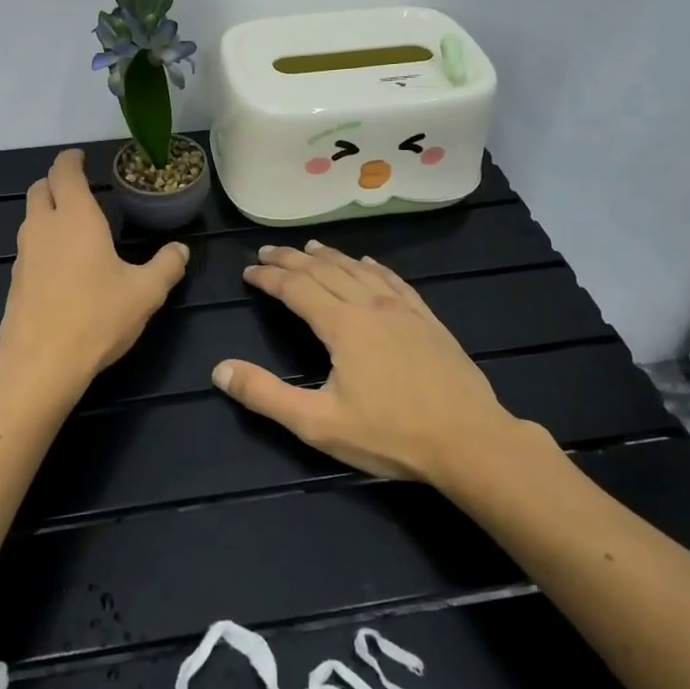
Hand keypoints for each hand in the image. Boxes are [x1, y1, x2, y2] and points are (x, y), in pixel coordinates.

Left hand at [0, 149, 190, 391]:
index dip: (71, 160)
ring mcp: (24, 253)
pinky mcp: (15, 280)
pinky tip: (62, 263)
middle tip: (78, 187)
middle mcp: (43, 227)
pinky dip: (43, 240)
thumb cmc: (97, 317)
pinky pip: (28, 246)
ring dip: (47, 211)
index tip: (81, 157)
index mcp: (75, 217)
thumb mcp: (145, 293)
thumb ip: (167, 266)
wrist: (40, 363)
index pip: (64, 172)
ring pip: (30, 217)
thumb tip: (181, 250)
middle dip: (56, 181)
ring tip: (73, 224)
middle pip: (39, 188)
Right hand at [212, 240, 522, 484]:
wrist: (469, 440)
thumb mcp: (318, 423)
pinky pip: (393, 280)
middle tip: (268, 251)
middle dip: (291, 259)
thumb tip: (220, 370)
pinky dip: (371, 267)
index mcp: (341, 325)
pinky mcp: (426, 318)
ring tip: (309, 248)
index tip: (248, 271)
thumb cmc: (390, 435)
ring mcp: (402, 308)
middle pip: (323, 270)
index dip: (269, 277)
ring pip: (357, 269)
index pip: (296, 288)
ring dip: (328, 256)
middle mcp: (369, 305)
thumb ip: (266, 396)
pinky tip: (366, 264)